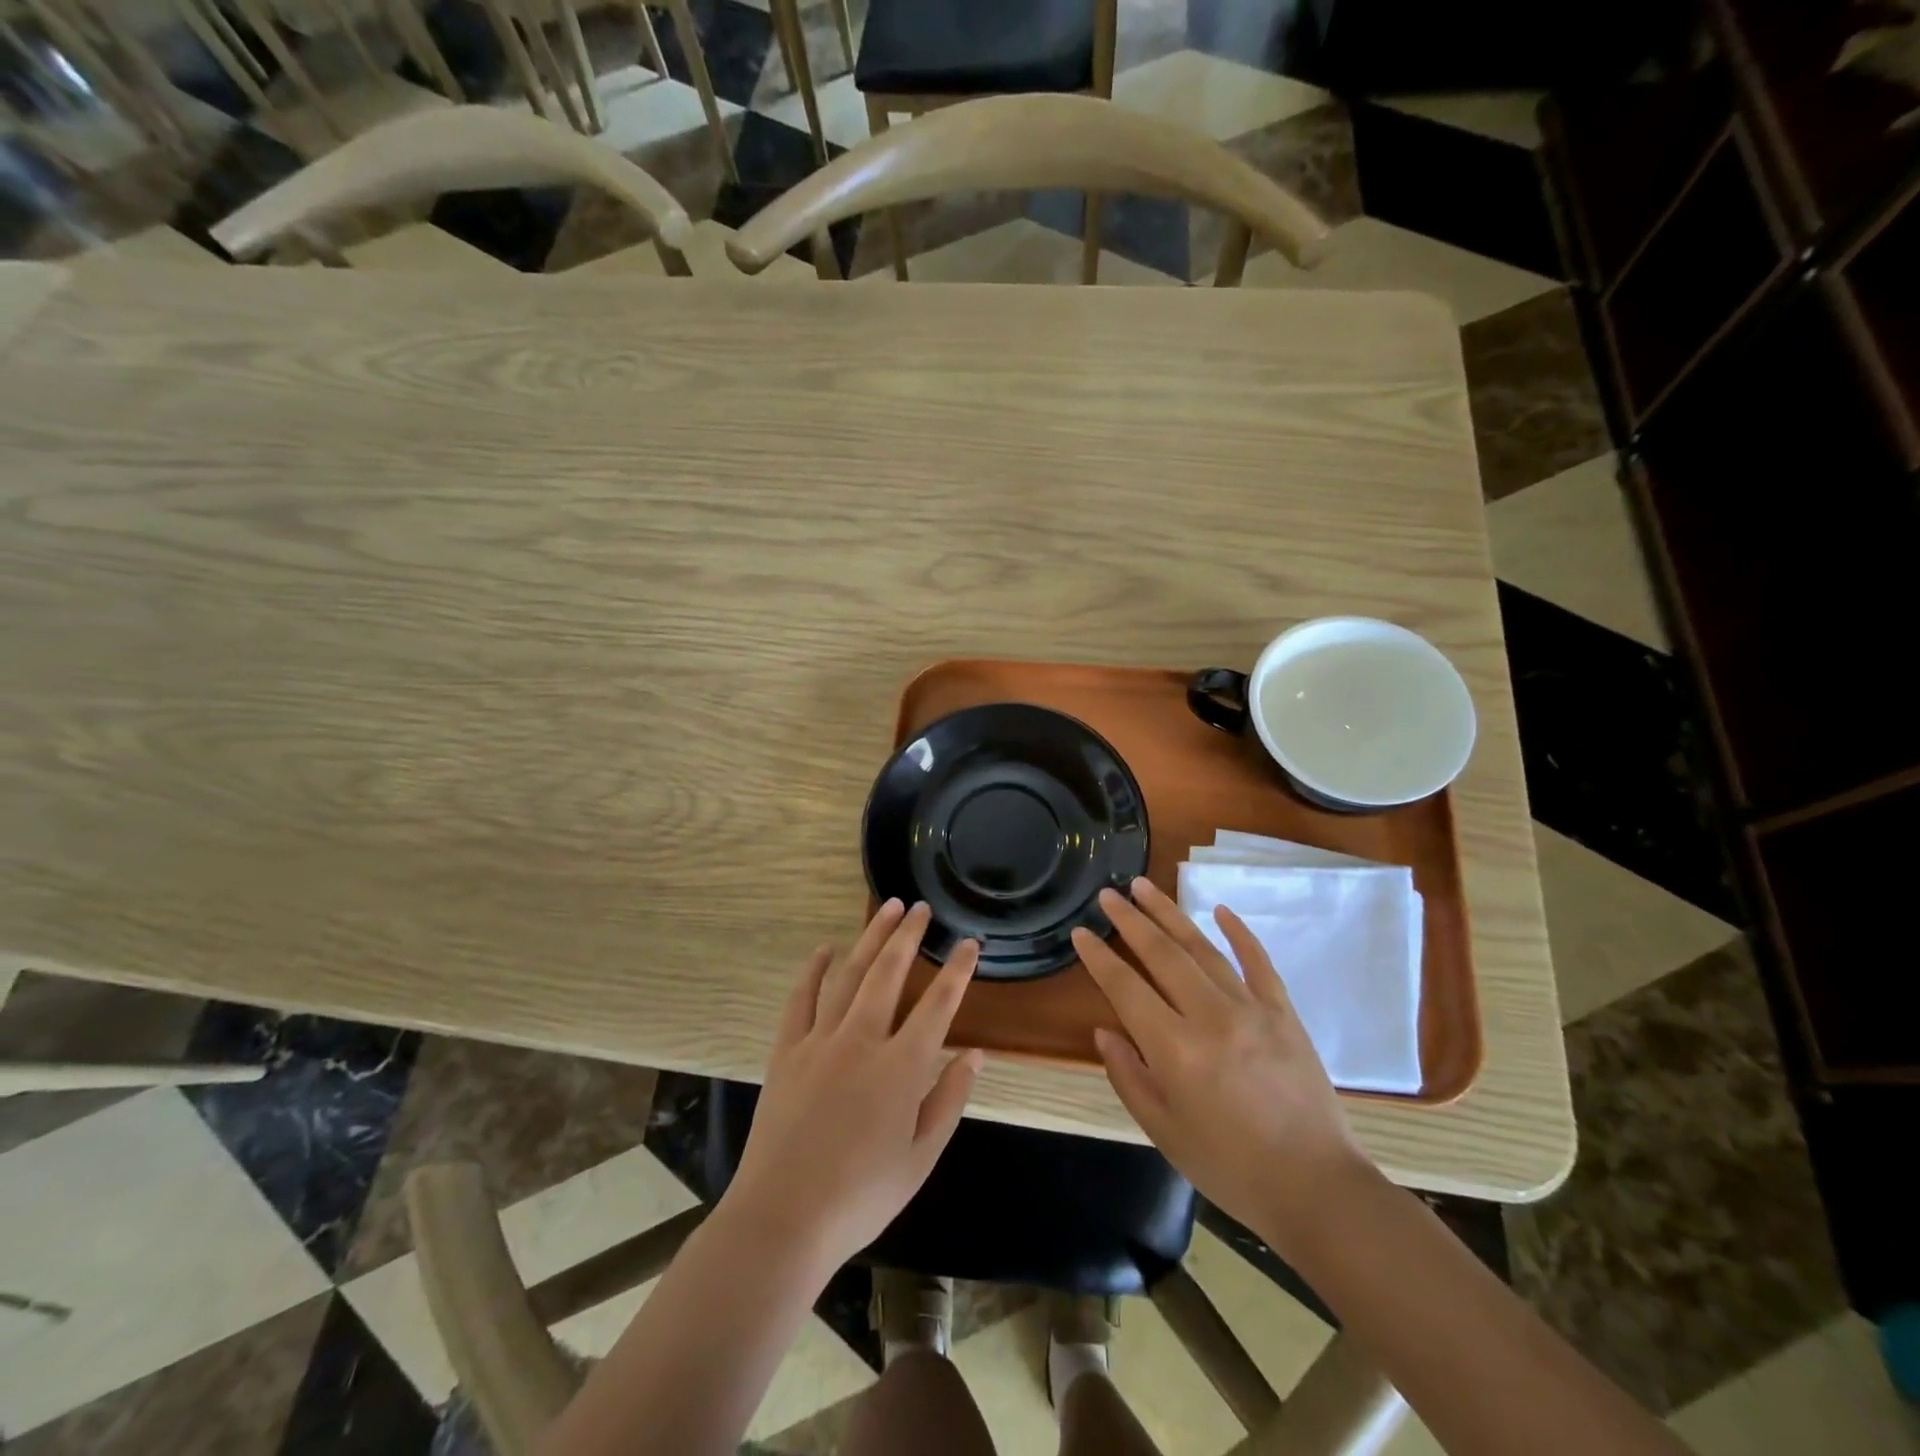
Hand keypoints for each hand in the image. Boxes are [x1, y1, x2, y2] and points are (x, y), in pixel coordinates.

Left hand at [726, 900, 983, 1272]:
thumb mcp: (921, 1158)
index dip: (957, 970)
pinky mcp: (787, 1051)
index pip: (939, 1005)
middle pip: (889, 973)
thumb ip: (949, 1100)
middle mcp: (862, 1040)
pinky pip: (801, 998)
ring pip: (849, 974)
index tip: (969, 943)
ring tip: (885, 909)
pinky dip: (813, 970)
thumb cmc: (861, 1196)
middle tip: (920, 907)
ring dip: (869, 938)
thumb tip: (975, 1054)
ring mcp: (820, 1041)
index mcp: (901, 1068)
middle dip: (908, 935)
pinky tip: (824, 949)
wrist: (783, 1219)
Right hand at [1071, 878, 1369, 1251]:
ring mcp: (1252, 1009)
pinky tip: (1220, 909)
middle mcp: (1211, 1017)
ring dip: (1170, 913)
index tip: (1080, 932)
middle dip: (1130, 920)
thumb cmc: (1230, 1168)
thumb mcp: (1164, 1131)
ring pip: (1203, 948)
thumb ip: (1129, 1076)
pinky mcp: (1284, 1012)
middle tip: (1108, 894)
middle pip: (1162, 954)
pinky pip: (1258, 962)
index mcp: (1176, 1050)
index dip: (1099, 958)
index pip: (1126, 988)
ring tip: (1145, 886)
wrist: (1317, 1189)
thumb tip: (1105, 1030)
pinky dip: (1239, 933)